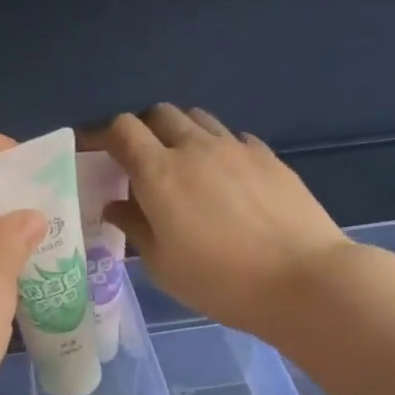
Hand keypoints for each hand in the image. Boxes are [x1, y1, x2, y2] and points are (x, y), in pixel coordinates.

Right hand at [85, 105, 348, 341]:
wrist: (303, 280)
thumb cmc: (219, 280)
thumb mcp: (162, 264)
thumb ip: (134, 227)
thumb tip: (114, 205)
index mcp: (159, 173)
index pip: (122, 129)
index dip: (101, 134)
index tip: (91, 150)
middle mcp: (194, 148)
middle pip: (159, 114)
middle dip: (142, 130)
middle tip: (137, 161)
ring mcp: (236, 148)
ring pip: (197, 119)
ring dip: (179, 133)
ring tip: (180, 166)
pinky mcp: (268, 157)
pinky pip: (232, 137)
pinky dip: (216, 147)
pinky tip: (223, 178)